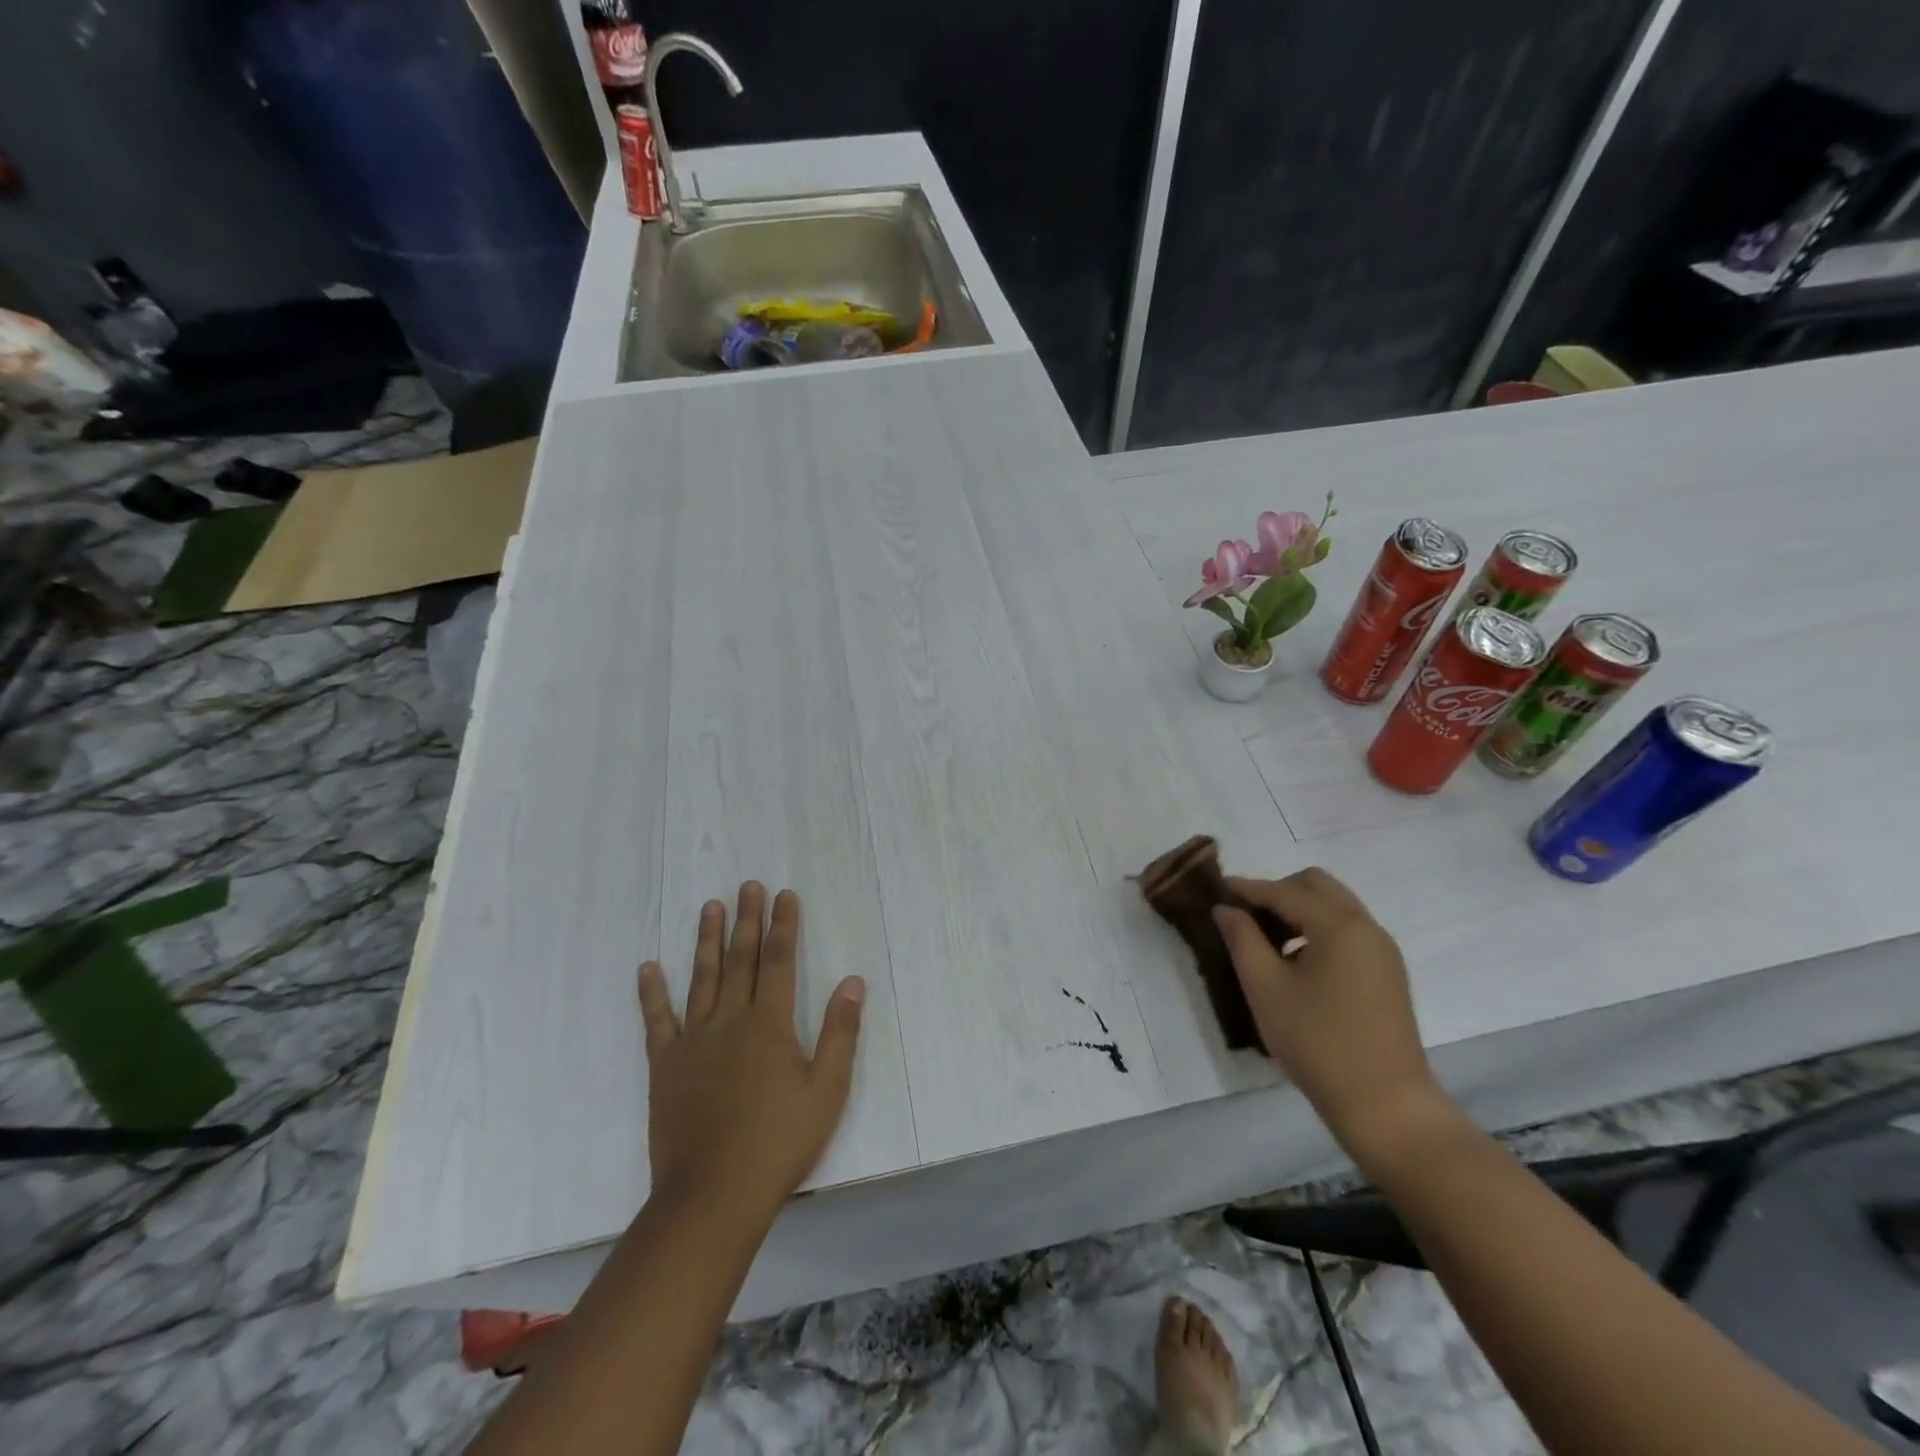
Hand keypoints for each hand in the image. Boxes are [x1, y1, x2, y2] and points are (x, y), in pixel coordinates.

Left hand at [637, 883, 863, 1225]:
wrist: (712, 1195)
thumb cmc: (779, 1143)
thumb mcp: (827, 1091)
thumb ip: (840, 1033)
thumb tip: (852, 982)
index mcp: (770, 1024)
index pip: (779, 961)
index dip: (783, 926)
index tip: (784, 895)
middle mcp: (730, 1021)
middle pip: (741, 960)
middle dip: (747, 920)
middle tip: (749, 885)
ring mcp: (693, 1041)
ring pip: (702, 978)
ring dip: (707, 940)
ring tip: (710, 906)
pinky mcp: (665, 1065)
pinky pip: (657, 1020)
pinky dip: (652, 993)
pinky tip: (648, 967)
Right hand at [1213, 868, 1451, 1160]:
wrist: (1386, 1105)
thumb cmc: (1318, 1043)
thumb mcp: (1266, 989)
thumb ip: (1242, 939)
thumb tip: (1226, 908)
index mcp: (1339, 925)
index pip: (1284, 891)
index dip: (1247, 889)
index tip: (1217, 890)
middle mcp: (1366, 926)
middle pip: (1317, 885)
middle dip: (1278, 891)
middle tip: (1246, 917)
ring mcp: (1382, 950)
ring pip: (1335, 906)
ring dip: (1299, 910)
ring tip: (1267, 942)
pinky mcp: (1388, 972)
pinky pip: (1348, 930)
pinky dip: (1319, 929)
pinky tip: (1297, 963)